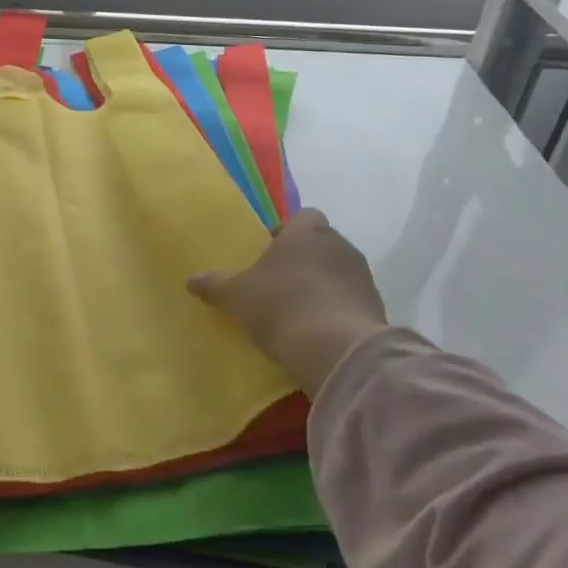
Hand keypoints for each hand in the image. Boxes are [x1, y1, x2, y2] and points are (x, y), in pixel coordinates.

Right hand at [187, 208, 388, 396]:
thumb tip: (190, 280)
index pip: (301, 217)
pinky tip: (317, 331)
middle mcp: (340, 245)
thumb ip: (214, 285)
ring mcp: (362, 277)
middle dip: (301, 260)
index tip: (267, 255)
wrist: (337, 350)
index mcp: (307, 231)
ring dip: (320, 286)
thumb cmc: (281, 305)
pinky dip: (335, 310)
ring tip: (296, 311)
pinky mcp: (376, 308)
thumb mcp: (236, 296)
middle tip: (276, 283)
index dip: (284, 232)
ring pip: (336, 272)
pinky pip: (350, 301)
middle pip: (319, 244)